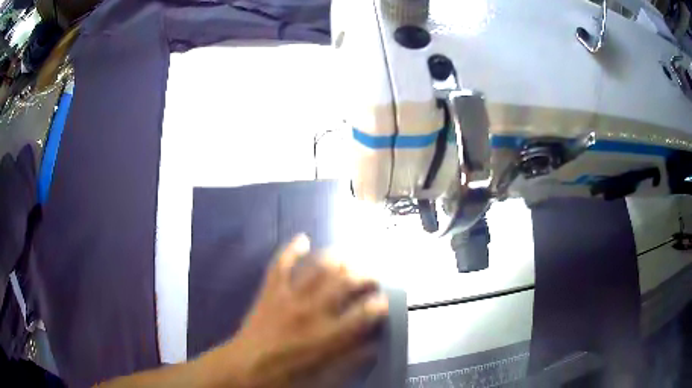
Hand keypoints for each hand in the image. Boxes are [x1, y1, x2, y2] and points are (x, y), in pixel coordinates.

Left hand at [214, 235, 388, 387]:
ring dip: (337, 258)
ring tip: (349, 255)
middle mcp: (312, 310)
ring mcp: (289, 296)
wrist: (245, 366)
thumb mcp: (325, 376)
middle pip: (345, 282)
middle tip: (372, 276)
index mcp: (327, 335)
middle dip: (365, 275)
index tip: (384, 300)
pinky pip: (281, 264)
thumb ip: (352, 360)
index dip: (379, 304)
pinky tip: (303, 238)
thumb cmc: (286, 375)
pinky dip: (291, 249)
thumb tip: (375, 346)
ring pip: (318, 267)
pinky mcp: (271, 290)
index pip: (363, 313)